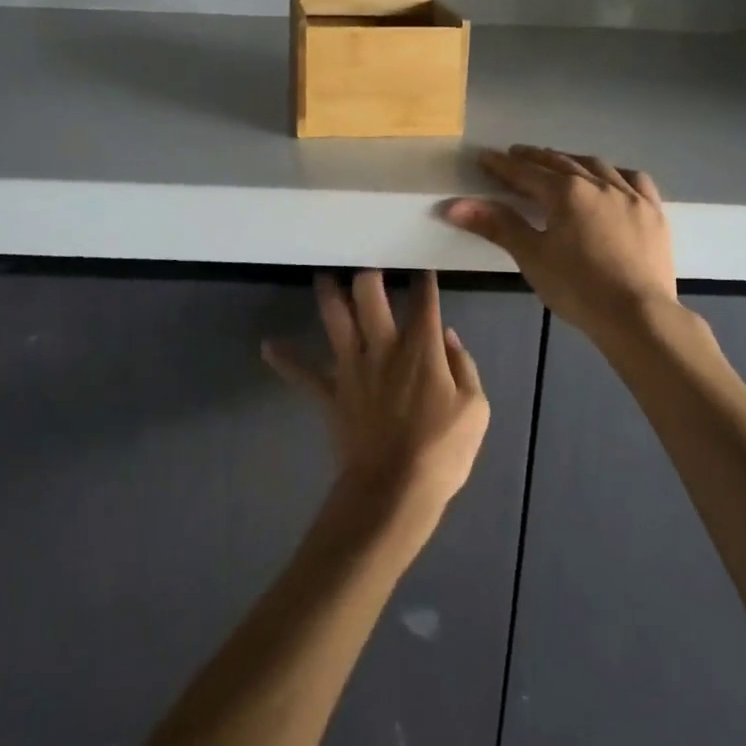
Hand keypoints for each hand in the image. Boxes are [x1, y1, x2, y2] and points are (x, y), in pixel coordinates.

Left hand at [263, 271, 489, 538]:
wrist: (394, 490)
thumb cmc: (442, 451)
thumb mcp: (476, 409)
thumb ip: (464, 365)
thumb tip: (448, 336)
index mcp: (421, 347)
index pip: (424, 299)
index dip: (424, 278)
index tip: (421, 263)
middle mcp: (383, 346)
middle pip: (369, 294)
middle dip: (367, 271)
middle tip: (364, 255)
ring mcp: (352, 367)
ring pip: (335, 319)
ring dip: (327, 293)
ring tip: (323, 274)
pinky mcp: (331, 393)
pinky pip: (303, 374)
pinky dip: (286, 360)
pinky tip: (268, 346)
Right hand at [446, 145, 677, 344]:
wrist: (639, 316)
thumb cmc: (578, 288)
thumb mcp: (532, 256)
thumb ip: (497, 225)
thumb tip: (454, 206)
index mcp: (566, 192)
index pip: (526, 172)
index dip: (502, 165)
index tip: (484, 157)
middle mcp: (598, 184)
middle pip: (559, 163)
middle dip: (534, 158)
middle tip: (515, 155)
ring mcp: (630, 196)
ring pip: (596, 166)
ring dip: (571, 160)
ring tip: (558, 161)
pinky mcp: (653, 212)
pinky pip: (634, 180)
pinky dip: (615, 174)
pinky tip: (611, 179)